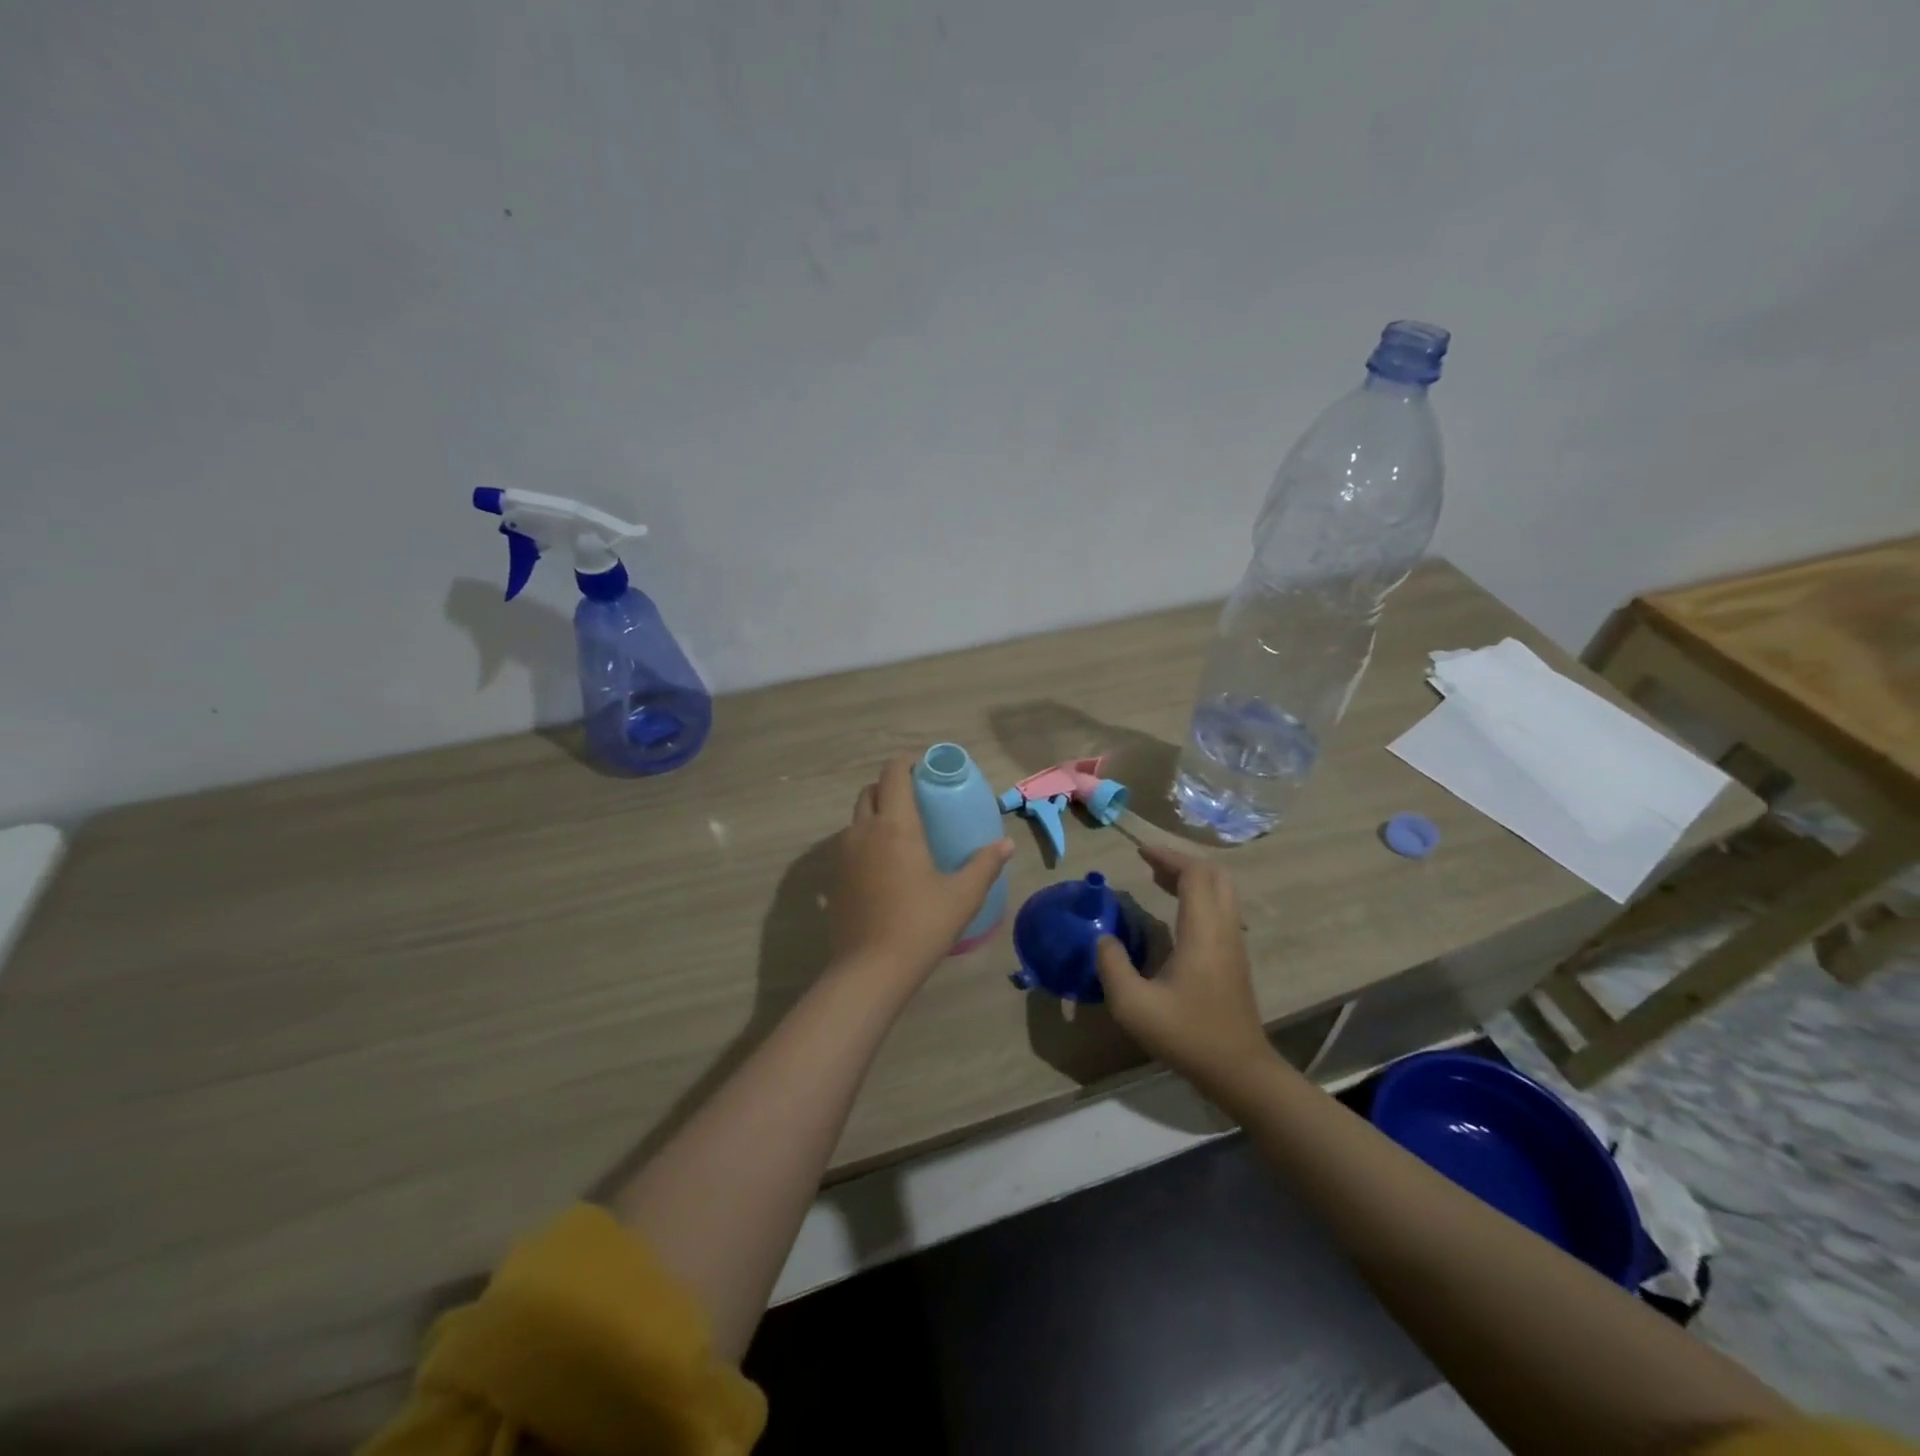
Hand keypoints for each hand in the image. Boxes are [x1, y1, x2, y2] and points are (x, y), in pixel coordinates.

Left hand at [830, 753, 1014, 987]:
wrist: (871, 970)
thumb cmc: (921, 925)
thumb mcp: (962, 895)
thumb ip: (985, 864)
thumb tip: (1006, 844)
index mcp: (895, 825)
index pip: (893, 773)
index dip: (906, 762)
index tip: (925, 766)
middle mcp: (864, 830)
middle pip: (871, 791)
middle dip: (891, 786)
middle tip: (917, 799)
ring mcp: (844, 854)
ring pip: (857, 817)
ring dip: (876, 812)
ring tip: (902, 831)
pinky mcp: (835, 878)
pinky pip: (849, 843)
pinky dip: (865, 839)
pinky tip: (885, 864)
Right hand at [1095, 843, 1273, 1087]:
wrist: (1238, 1070)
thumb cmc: (1186, 1034)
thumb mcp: (1133, 1005)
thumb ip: (1112, 965)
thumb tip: (1102, 938)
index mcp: (1203, 931)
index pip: (1195, 874)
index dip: (1168, 857)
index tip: (1140, 852)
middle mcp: (1225, 928)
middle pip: (1215, 874)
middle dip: (1181, 861)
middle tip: (1149, 863)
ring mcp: (1234, 942)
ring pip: (1222, 890)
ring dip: (1192, 877)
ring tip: (1157, 879)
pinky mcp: (1235, 957)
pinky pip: (1222, 908)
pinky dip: (1199, 896)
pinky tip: (1175, 912)